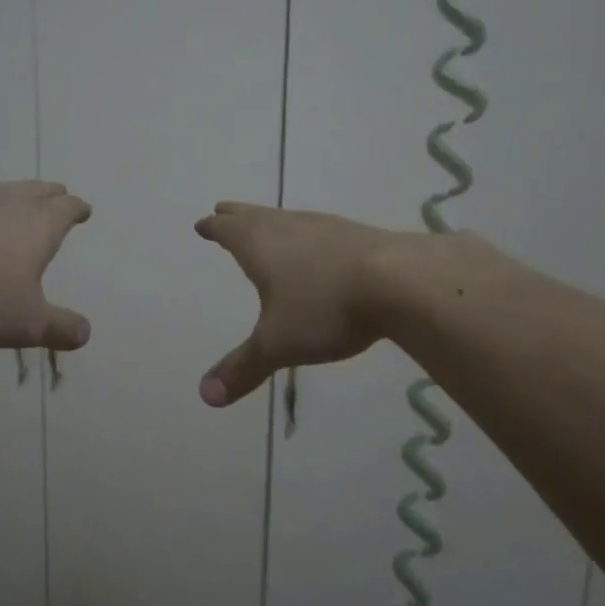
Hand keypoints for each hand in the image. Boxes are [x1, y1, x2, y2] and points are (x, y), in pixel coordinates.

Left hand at [0, 181, 92, 350]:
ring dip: (10, 193)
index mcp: (39, 226)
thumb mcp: (27, 323)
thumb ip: (58, 327)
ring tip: (13, 197)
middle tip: (56, 195)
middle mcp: (7, 203)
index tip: (83, 210)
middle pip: (35, 190)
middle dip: (49, 194)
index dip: (77, 209)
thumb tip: (84, 333)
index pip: (66, 209)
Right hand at [193, 202, 404, 405]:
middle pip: (255, 216)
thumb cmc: (326, 308)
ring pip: (287, 218)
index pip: (229, 231)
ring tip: (266, 224)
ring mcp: (326, 228)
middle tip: (223, 210)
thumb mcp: (279, 344)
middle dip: (236, 215)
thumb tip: (205, 395)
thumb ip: (243, 368)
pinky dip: (306, 232)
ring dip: (270, 220)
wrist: (400, 281)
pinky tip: (318, 243)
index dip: (214, 228)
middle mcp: (289, 228)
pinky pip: (319, 228)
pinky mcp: (357, 235)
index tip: (204, 223)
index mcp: (260, 246)